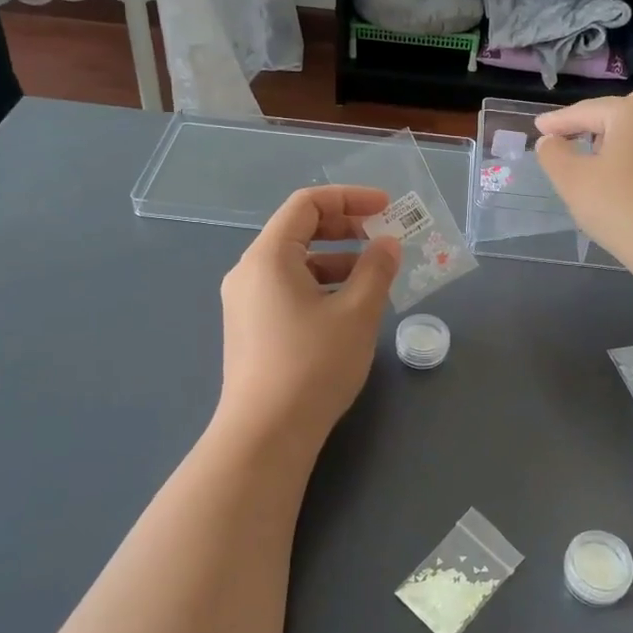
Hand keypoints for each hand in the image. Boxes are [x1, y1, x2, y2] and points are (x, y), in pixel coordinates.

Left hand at [216, 187, 401, 452]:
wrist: (265, 435)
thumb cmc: (313, 365)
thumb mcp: (356, 313)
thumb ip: (376, 269)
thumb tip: (387, 243)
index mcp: (268, 257)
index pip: (307, 205)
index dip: (350, 198)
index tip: (387, 207)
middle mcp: (249, 272)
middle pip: (298, 230)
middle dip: (344, 228)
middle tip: (382, 239)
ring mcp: (245, 302)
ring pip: (295, 264)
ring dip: (336, 260)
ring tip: (373, 278)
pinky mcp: (250, 329)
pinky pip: (287, 289)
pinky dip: (320, 286)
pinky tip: (347, 308)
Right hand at [534, 90, 632, 266]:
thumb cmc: (619, 207)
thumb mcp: (571, 180)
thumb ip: (554, 153)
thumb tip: (550, 140)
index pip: (588, 111)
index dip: (560, 121)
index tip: (540, 129)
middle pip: (629, 112)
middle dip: (604, 125)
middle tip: (584, 148)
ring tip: (631, 152)